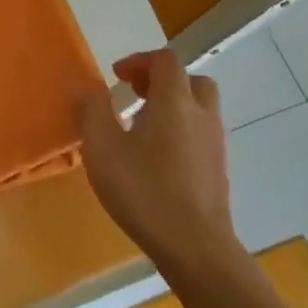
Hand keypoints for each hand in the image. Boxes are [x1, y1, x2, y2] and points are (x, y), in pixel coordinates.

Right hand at [76, 49, 235, 268]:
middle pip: (190, 80)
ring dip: (171, 106)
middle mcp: (202, 114)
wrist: (194, 246)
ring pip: (198, 108)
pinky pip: (200, 134)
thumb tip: (89, 91)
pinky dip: (180, 131)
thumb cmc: (144, 191)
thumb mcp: (102, 149)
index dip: (139, 61)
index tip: (116, 77)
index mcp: (175, 101)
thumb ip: (92, 111)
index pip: (165, 60)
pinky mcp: (218, 169)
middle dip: (161, 81)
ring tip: (140, 128)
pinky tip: (156, 159)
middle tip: (134, 96)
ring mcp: (215, 143)